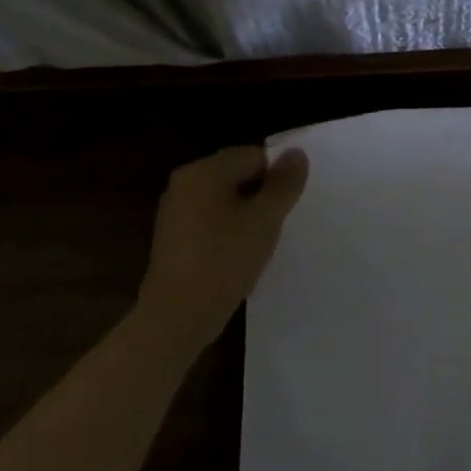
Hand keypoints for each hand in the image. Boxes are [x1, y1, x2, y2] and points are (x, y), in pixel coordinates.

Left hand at [136, 146, 309, 353]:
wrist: (176, 317)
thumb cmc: (223, 260)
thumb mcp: (264, 220)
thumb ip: (284, 184)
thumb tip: (297, 153)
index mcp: (204, 171)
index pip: (254, 156)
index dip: (277, 177)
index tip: (288, 206)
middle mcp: (185, 183)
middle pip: (238, 175)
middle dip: (262, 197)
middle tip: (278, 225)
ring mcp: (175, 211)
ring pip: (226, 201)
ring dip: (247, 217)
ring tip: (261, 244)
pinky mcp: (173, 239)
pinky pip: (211, 222)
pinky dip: (229, 233)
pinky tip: (239, 257)